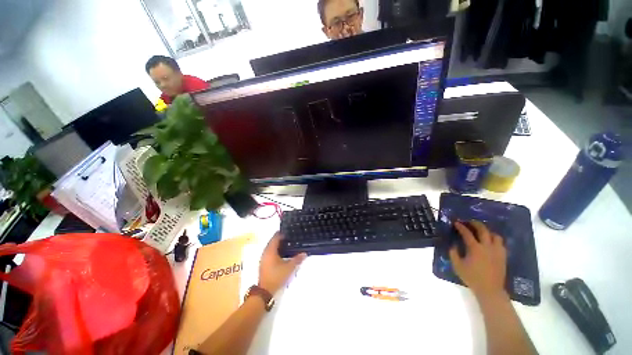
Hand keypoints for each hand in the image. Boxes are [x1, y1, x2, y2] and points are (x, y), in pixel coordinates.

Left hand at [258, 232, 306, 293]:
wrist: (265, 291)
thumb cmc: (277, 276)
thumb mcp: (289, 268)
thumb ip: (297, 259)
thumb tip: (304, 253)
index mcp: (271, 250)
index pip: (276, 237)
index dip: (282, 233)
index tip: (289, 232)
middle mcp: (265, 252)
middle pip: (273, 241)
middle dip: (280, 238)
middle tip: (290, 237)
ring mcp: (263, 258)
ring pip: (271, 247)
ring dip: (278, 244)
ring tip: (287, 244)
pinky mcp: (263, 263)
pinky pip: (269, 252)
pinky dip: (275, 250)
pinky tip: (282, 253)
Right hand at [449, 220, 507, 300]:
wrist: (490, 290)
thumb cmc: (472, 277)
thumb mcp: (457, 266)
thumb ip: (453, 253)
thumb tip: (454, 245)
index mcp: (475, 248)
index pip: (467, 233)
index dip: (461, 227)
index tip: (456, 223)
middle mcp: (487, 247)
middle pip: (483, 230)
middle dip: (475, 224)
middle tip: (470, 222)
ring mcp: (497, 251)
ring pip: (495, 235)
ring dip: (488, 231)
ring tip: (482, 232)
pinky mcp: (503, 256)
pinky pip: (501, 244)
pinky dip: (495, 240)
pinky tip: (490, 243)